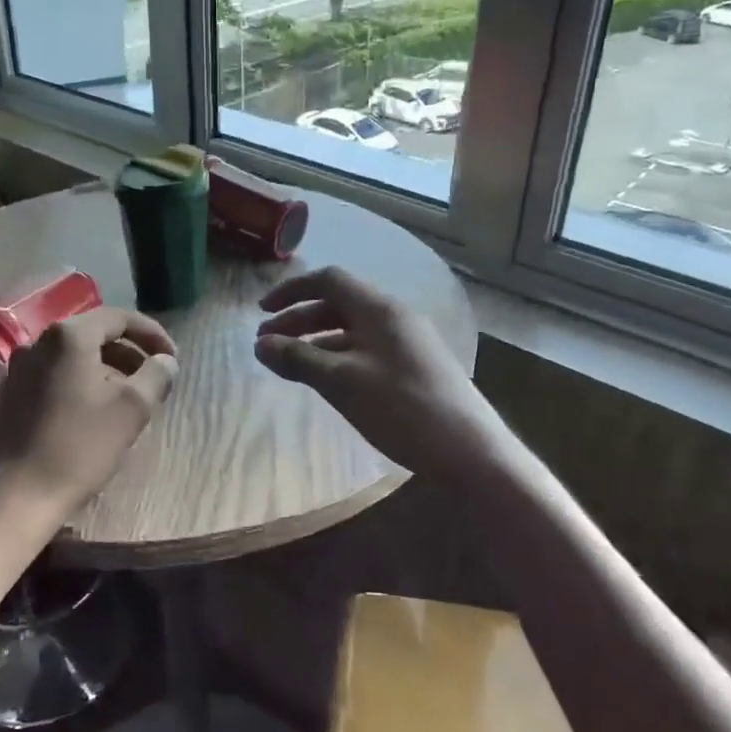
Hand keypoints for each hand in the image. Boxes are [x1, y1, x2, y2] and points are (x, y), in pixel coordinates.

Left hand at [0, 307, 178, 522]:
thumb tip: (165, 361)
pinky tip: (93, 414)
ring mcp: (19, 369)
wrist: (13, 496)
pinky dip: (80, 384)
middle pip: (94, 335)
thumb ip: (155, 376)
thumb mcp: (131, 410)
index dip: (152, 334)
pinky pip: (54, 376)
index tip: (172, 358)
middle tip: (154, 378)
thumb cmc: (78, 447)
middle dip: (129, 353)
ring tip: (128, 398)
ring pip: (73, 357)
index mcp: (69, 337)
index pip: (119, 318)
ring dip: (106, 370)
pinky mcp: (9, 395)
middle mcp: (39, 342)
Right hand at [254, 266, 514, 480]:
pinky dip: (337, 356)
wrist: (470, 450)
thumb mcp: (342, 383)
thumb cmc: (402, 409)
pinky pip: (365, 348)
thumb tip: (260, 345)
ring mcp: (406, 340)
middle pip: (338, 303)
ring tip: (287, 363)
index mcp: (379, 308)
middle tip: (266, 344)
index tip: (261, 312)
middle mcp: (394, 315)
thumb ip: (299, 359)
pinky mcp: (413, 365)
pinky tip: (324, 379)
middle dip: (298, 319)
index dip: (291, 291)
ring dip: (315, 340)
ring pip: (350, 328)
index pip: (329, 280)